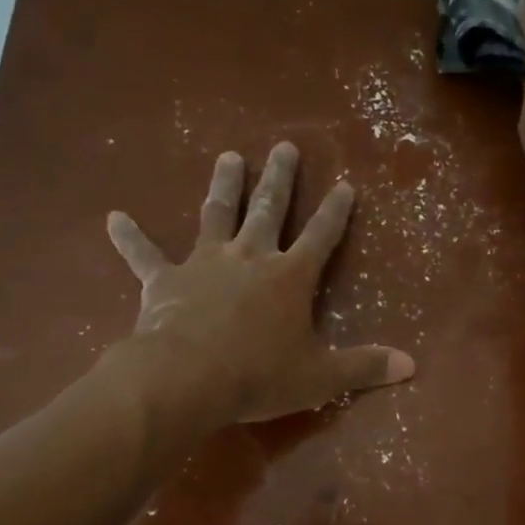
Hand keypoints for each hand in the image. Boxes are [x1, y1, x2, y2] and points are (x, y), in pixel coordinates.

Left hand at [104, 142, 414, 423]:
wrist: (188, 378)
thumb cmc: (259, 376)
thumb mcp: (320, 376)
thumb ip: (364, 367)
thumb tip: (412, 366)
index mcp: (290, 276)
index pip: (321, 235)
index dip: (336, 211)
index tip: (345, 184)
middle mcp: (250, 257)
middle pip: (269, 209)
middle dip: (280, 178)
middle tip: (284, 146)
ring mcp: (205, 263)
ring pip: (217, 214)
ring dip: (224, 185)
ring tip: (228, 156)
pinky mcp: (165, 280)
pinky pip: (144, 254)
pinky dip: (129, 238)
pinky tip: (113, 217)